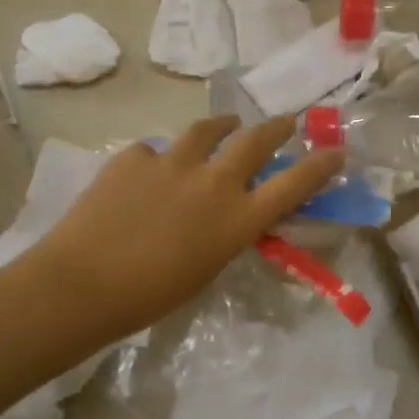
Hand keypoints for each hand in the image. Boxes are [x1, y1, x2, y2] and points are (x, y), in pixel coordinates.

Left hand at [32, 115, 343, 339]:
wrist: (83, 283)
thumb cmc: (150, 296)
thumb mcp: (206, 268)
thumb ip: (225, 234)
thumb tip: (228, 215)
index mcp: (236, 218)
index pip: (293, 184)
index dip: (319, 165)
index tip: (335, 150)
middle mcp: (213, 181)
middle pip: (256, 140)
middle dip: (276, 128)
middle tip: (285, 122)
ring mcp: (172, 162)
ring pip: (207, 129)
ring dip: (222, 126)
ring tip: (225, 125)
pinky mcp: (134, 156)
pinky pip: (155, 151)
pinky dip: (160, 160)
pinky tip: (148, 173)